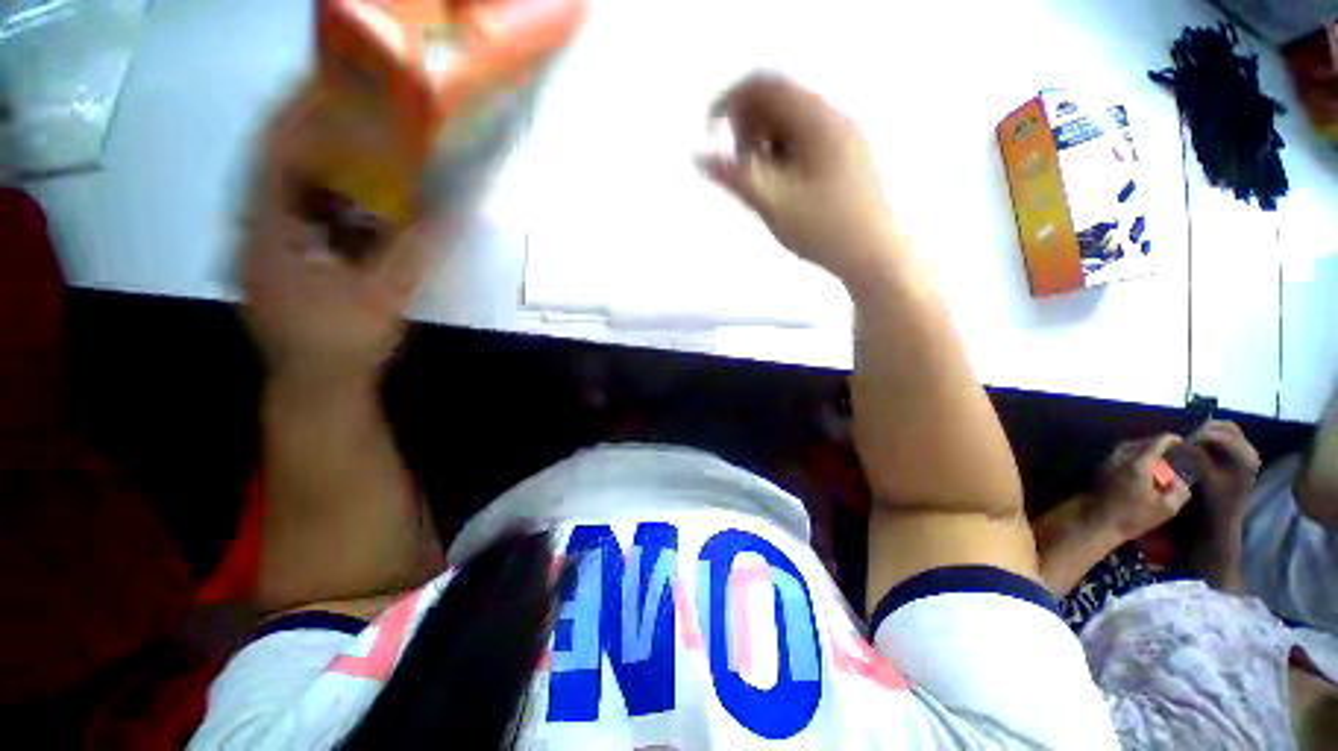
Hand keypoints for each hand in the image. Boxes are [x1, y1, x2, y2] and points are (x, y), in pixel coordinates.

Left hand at [238, 86, 442, 384]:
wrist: (318, 386)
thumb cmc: (341, 343)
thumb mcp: (382, 297)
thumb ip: (413, 252)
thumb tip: (449, 215)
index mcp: (268, 235)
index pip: (270, 157)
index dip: (292, 115)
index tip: (322, 83)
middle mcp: (258, 233)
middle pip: (277, 167)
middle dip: (311, 134)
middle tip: (350, 111)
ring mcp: (269, 249)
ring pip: (289, 193)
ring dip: (320, 167)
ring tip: (356, 146)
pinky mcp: (285, 264)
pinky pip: (302, 218)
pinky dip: (326, 201)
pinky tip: (355, 200)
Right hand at [700, 73, 900, 281]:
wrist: (876, 257)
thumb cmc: (824, 230)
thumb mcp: (773, 205)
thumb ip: (735, 177)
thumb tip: (701, 157)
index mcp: (818, 121)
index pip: (766, 86)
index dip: (732, 103)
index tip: (712, 134)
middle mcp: (834, 120)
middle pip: (779, 102)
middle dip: (749, 127)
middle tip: (741, 168)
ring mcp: (844, 140)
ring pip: (792, 124)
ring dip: (765, 144)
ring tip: (761, 183)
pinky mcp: (847, 160)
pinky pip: (806, 143)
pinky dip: (784, 156)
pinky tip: (783, 188)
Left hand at [1085, 434, 1191, 540]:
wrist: (1096, 521)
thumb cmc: (1132, 517)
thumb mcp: (1166, 508)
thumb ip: (1179, 490)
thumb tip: (1182, 478)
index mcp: (1138, 463)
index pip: (1157, 441)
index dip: (1172, 440)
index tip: (1184, 443)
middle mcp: (1120, 457)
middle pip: (1141, 442)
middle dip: (1158, 444)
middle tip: (1172, 452)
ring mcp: (1107, 461)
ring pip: (1128, 447)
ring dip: (1144, 449)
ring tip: (1159, 460)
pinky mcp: (1101, 469)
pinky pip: (1120, 455)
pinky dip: (1133, 456)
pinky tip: (1142, 468)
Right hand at [1187, 420, 1260, 523]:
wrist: (1225, 517)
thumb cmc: (1216, 501)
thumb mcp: (1205, 479)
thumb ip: (1195, 458)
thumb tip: (1178, 441)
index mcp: (1245, 457)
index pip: (1221, 435)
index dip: (1200, 434)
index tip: (1181, 440)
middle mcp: (1250, 451)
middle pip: (1226, 427)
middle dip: (1204, 429)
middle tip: (1186, 437)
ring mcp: (1247, 453)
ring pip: (1226, 430)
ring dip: (1208, 432)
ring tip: (1191, 441)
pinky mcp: (1241, 455)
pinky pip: (1226, 437)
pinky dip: (1212, 437)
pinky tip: (1200, 446)